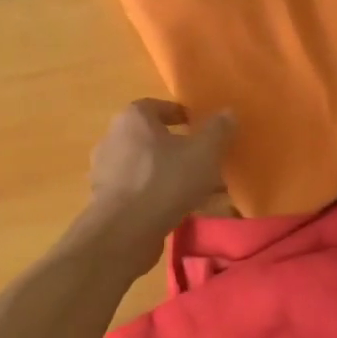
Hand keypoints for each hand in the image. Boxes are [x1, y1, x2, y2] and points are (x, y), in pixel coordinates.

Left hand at [86, 100, 235, 256]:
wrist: (125, 231)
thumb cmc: (165, 180)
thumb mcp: (203, 152)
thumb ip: (218, 130)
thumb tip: (228, 112)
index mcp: (133, 118)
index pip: (157, 106)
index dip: (180, 114)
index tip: (199, 126)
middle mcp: (113, 138)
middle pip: (153, 139)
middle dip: (180, 149)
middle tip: (204, 160)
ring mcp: (107, 172)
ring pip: (149, 168)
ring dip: (173, 175)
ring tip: (202, 190)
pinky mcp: (108, 201)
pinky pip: (141, 191)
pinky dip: (161, 196)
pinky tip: (184, 210)